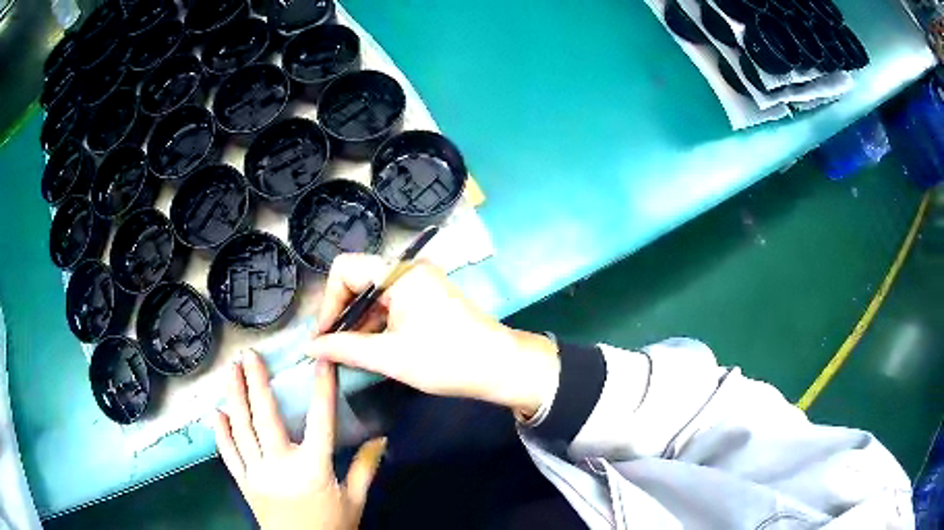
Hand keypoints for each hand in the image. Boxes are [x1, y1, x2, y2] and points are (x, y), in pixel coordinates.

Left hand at [213, 349, 384, 529]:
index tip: (320, 361)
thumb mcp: (355, 500)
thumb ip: (366, 468)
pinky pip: (229, 454)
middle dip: (256, 383)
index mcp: (313, 468)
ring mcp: (257, 473)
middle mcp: (281, 465)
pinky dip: (220, 432)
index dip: (322, 389)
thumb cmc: (333, 527)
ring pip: (241, 430)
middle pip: (266, 418)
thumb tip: (381, 440)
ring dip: (235, 397)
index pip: (320, 421)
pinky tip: (215, 412)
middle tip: (249, 355)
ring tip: (230, 371)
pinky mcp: (244, 483)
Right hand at [308, 254, 559, 417]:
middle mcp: (409, 269)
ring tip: (350, 353)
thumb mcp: (389, 357)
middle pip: (358, 280)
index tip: (325, 336)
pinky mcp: (428, 297)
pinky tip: (372, 347)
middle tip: (333, 348)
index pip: (344, 269)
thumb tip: (310, 348)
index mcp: (399, 274)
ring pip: (373, 294)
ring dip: (358, 321)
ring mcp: (421, 282)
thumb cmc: (446, 360)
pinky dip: (377, 323)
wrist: (500, 366)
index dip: (328, 301)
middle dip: (342, 313)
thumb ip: (345, 348)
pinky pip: (391, 303)